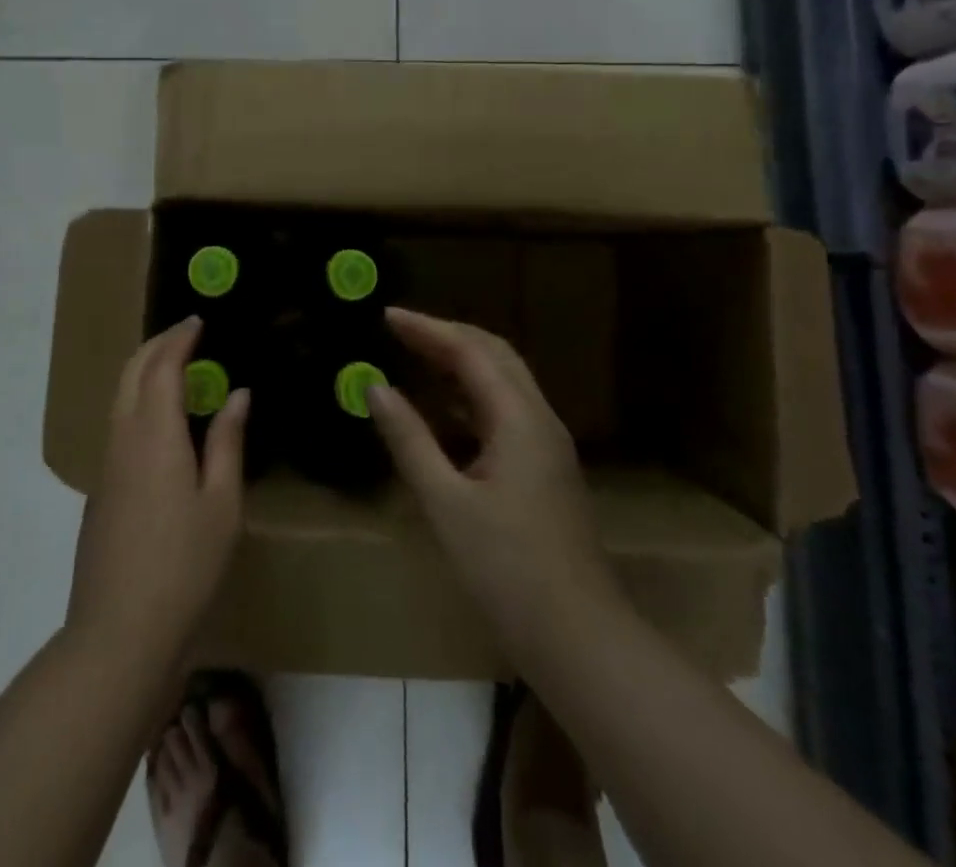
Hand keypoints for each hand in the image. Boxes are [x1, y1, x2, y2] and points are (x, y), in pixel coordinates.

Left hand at [67, 318, 250, 666]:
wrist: (119, 633)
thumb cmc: (184, 565)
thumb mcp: (222, 504)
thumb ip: (227, 442)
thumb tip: (238, 394)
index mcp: (154, 435)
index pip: (162, 367)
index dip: (179, 339)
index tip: (198, 321)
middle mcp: (122, 439)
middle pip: (131, 373)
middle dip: (155, 345)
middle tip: (185, 334)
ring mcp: (106, 466)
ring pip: (119, 398)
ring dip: (144, 371)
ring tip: (176, 367)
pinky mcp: (100, 491)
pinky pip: (118, 424)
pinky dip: (138, 400)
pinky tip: (162, 421)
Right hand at [369, 309, 617, 652]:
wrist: (580, 639)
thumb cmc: (507, 569)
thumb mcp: (446, 502)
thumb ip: (409, 439)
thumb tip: (375, 387)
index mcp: (518, 418)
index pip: (469, 352)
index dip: (427, 329)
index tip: (387, 315)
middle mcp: (539, 419)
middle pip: (494, 355)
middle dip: (446, 335)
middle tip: (400, 330)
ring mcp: (547, 445)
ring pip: (504, 382)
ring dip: (461, 363)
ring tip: (416, 357)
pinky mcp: (545, 469)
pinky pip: (506, 411)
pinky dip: (472, 396)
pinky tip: (445, 412)